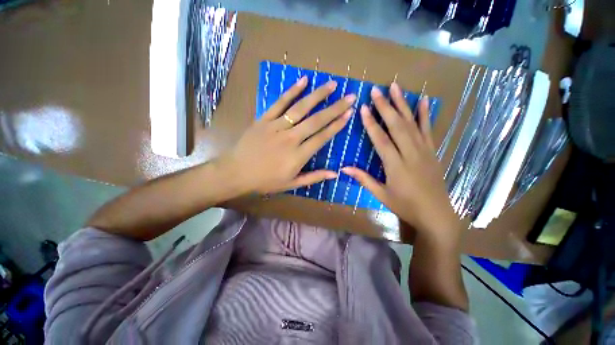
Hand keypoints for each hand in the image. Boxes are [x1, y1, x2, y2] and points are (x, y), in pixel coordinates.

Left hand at [223, 76, 354, 193]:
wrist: (236, 173)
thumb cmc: (265, 181)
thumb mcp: (291, 184)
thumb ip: (314, 177)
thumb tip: (335, 174)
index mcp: (298, 156)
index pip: (322, 137)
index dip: (336, 125)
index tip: (348, 114)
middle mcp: (290, 138)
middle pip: (316, 120)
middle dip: (335, 108)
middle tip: (349, 97)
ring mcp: (276, 127)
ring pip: (300, 108)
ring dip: (317, 95)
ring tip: (332, 84)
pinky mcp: (264, 119)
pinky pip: (279, 103)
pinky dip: (291, 91)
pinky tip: (303, 81)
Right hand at [341, 82, 461, 245]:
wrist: (436, 214)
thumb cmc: (405, 205)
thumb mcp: (381, 194)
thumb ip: (363, 179)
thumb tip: (344, 168)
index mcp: (396, 165)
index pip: (381, 140)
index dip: (371, 123)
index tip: (363, 108)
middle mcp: (411, 154)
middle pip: (397, 126)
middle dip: (385, 106)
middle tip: (376, 90)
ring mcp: (424, 150)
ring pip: (412, 123)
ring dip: (403, 104)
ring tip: (396, 87)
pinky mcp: (432, 151)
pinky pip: (428, 129)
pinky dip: (425, 114)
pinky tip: (423, 101)